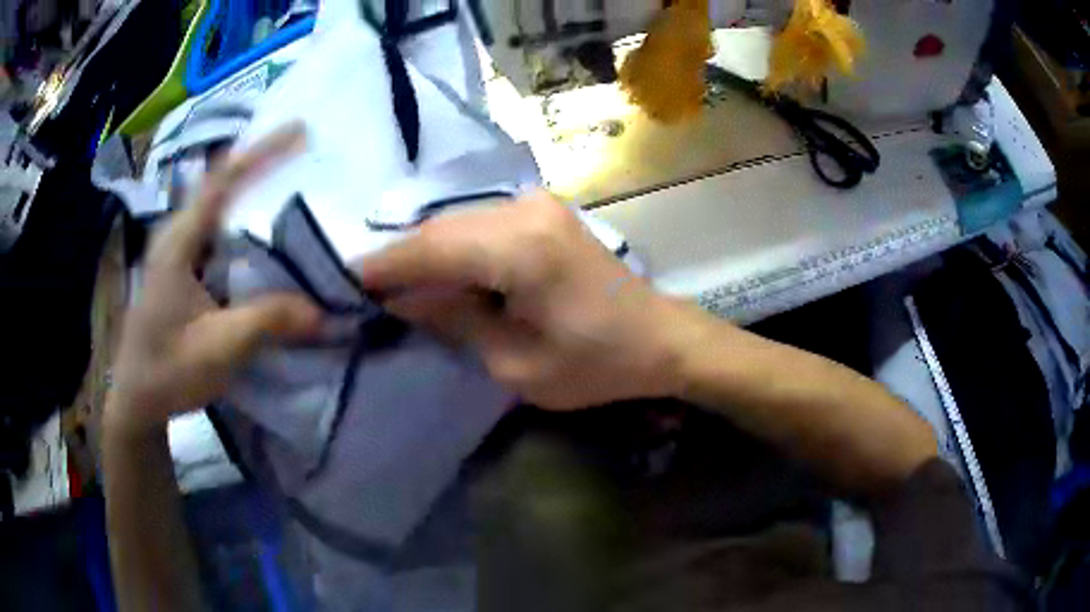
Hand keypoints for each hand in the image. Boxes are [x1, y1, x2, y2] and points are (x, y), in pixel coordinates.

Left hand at [105, 125, 321, 435]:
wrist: (137, 400)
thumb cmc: (168, 371)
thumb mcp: (219, 349)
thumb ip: (269, 322)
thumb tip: (325, 309)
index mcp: (178, 243)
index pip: (221, 180)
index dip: (260, 151)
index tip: (299, 129)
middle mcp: (176, 236)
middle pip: (221, 185)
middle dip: (261, 165)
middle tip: (305, 158)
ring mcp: (177, 253)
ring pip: (219, 210)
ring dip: (253, 195)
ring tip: (293, 190)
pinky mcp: (182, 271)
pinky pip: (217, 236)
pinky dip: (245, 227)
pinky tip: (267, 241)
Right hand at [355, 191, 708, 409]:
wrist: (658, 337)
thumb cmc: (595, 364)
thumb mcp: (516, 363)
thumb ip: (453, 320)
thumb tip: (401, 299)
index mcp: (520, 248)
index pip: (429, 248)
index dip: (383, 267)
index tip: (345, 284)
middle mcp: (524, 209)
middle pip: (438, 228)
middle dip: (400, 260)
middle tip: (366, 292)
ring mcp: (535, 203)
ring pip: (456, 222)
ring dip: (424, 253)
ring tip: (395, 287)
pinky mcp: (541, 211)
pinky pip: (479, 224)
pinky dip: (452, 248)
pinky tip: (438, 274)